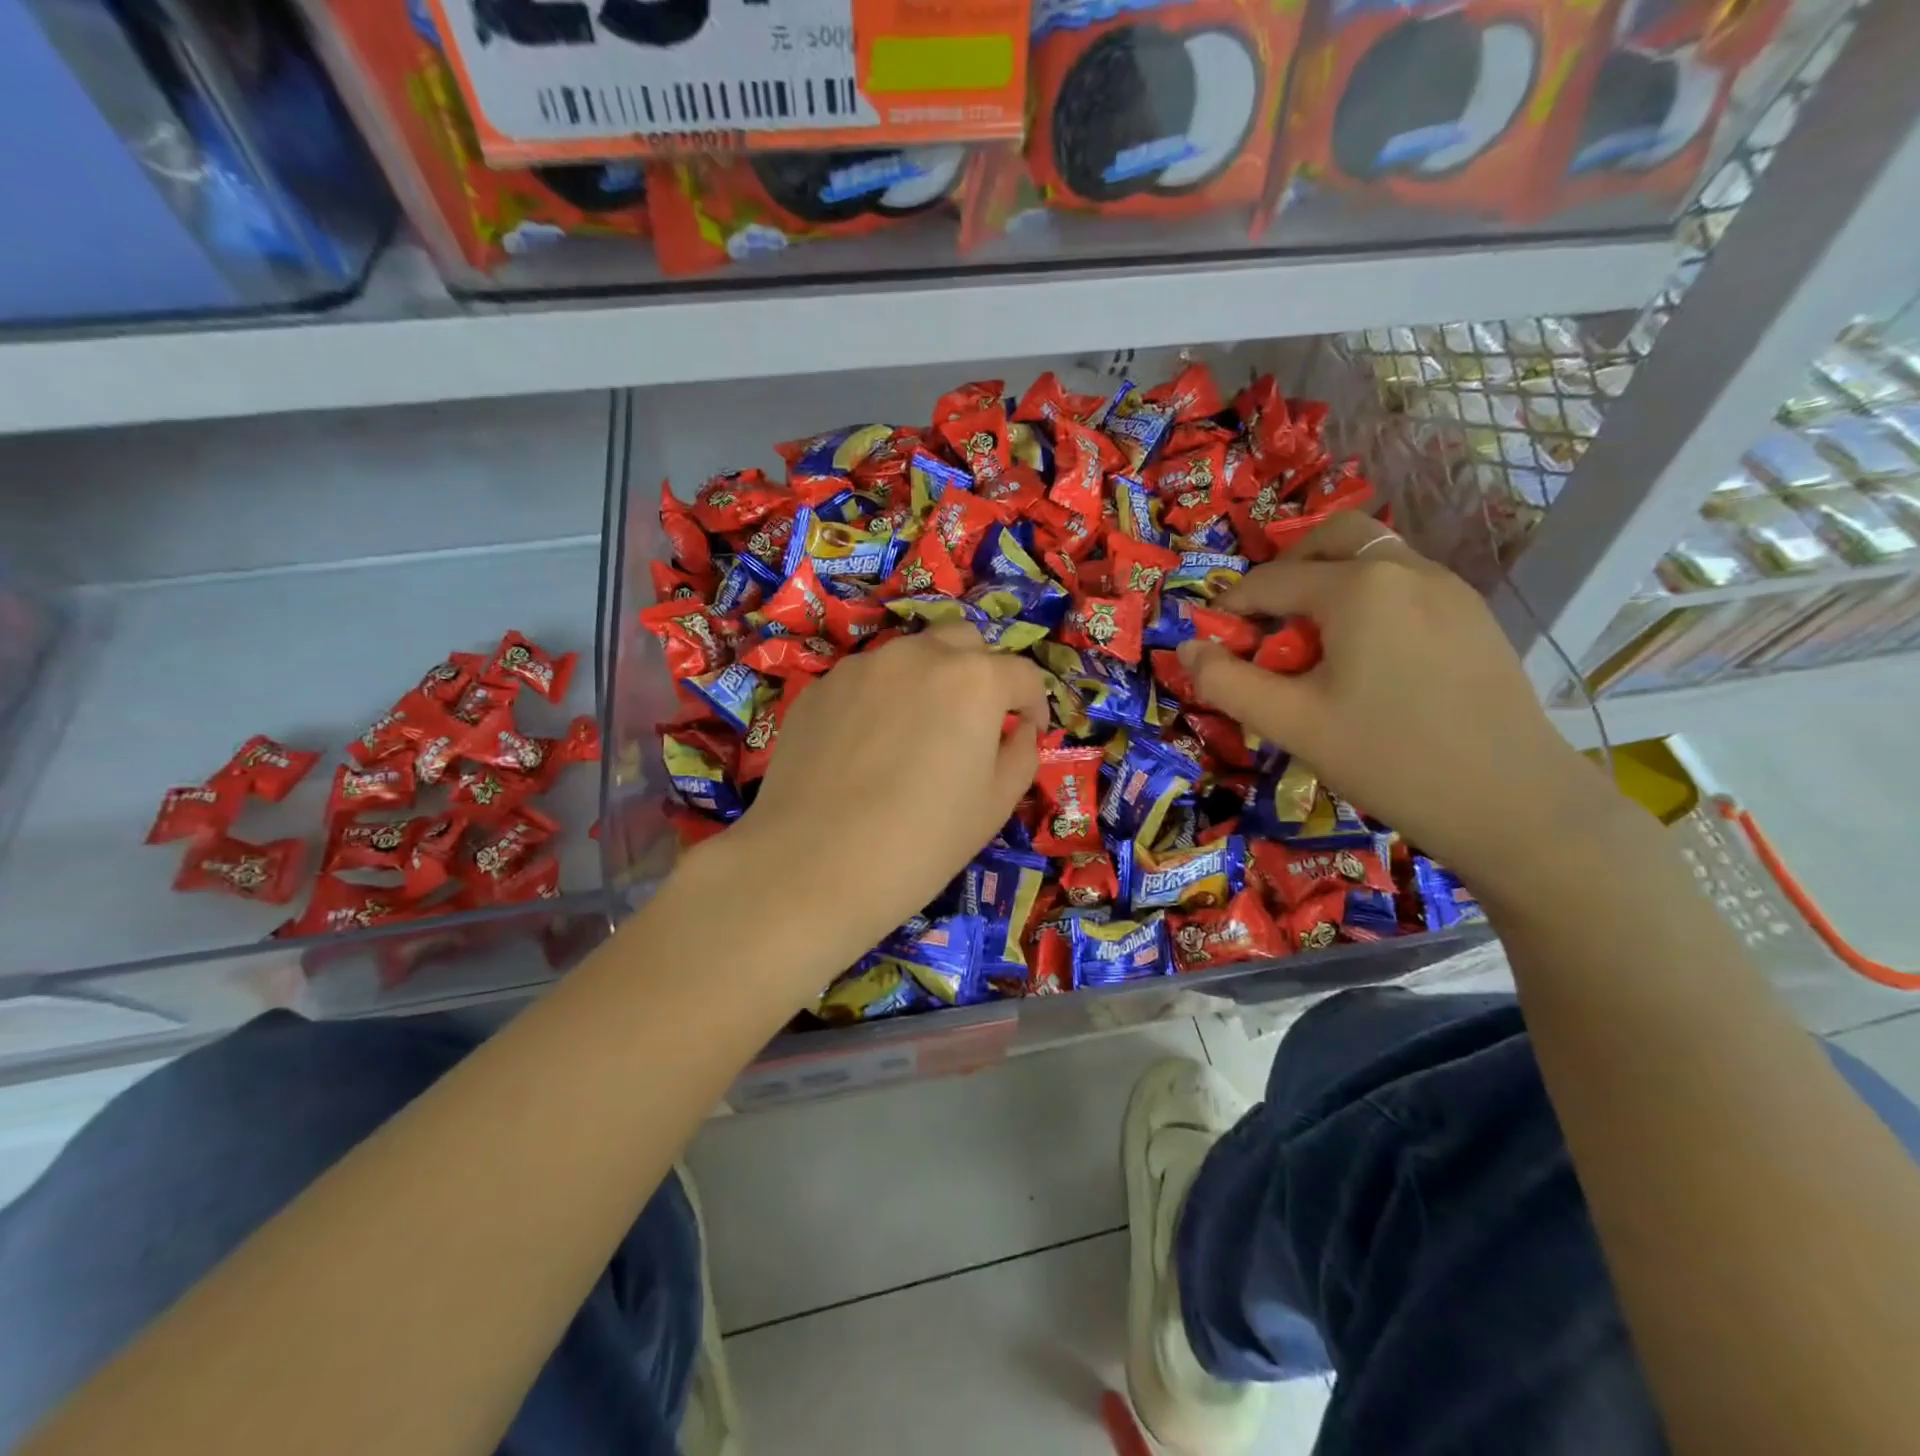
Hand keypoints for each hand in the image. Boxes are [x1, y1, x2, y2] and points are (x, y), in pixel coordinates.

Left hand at [717, 623, 1048, 964]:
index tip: (1028, 731)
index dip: (1034, 704)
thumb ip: (1020, 754)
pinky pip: (865, 681)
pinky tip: (867, 748)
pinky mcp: (820, 688)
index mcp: (973, 680)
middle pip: (963, 641)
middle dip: (981, 672)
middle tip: (975, 720)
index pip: (1022, 674)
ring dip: (928, 680)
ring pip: (910, 656)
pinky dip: (881, 699)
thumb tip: (1017, 729)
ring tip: (916, 734)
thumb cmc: (922, 841)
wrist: (813, 863)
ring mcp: (862, 667)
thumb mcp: (995, 805)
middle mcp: (918, 656)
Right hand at [1177, 515, 1607, 886]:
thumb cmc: (1389, 759)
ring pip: (1374, 558)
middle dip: (1287, 570)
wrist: (1513, 804)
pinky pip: (1405, 584)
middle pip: (1332, 538)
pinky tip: (1365, 658)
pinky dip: (1368, 599)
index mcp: (1358, 587)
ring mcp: (1450, 589)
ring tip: (1311, 643)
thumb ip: (1226, 682)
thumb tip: (1186, 648)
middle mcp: (1407, 569)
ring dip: (1329, 582)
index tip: (1211, 642)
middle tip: (1264, 621)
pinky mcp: (1473, 616)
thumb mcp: (1291, 724)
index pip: (1271, 581)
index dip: (1230, 609)